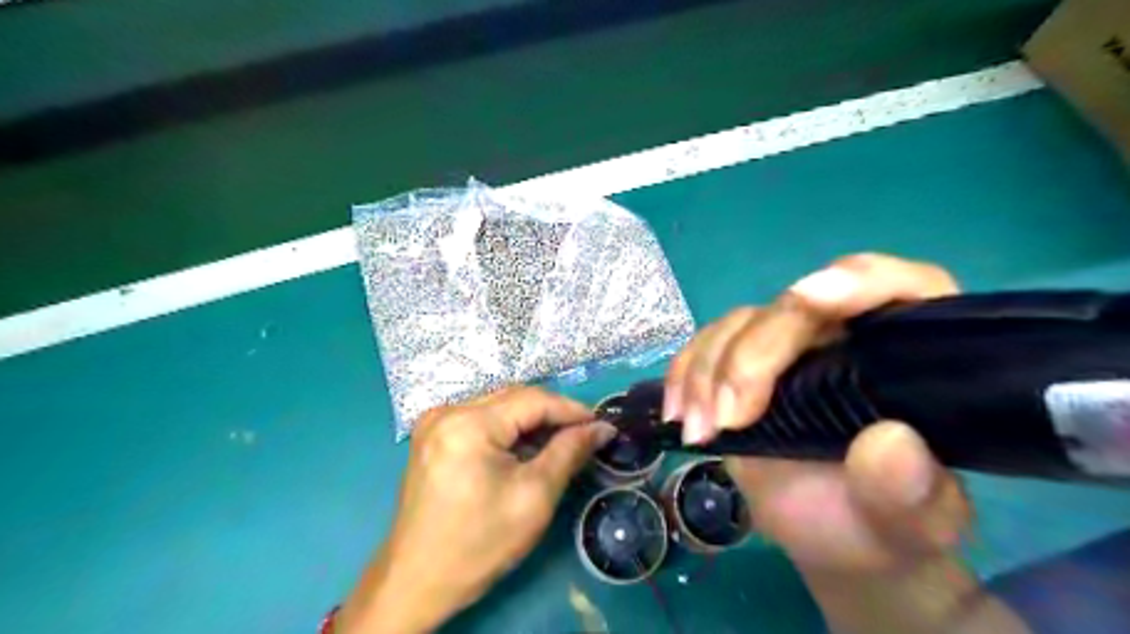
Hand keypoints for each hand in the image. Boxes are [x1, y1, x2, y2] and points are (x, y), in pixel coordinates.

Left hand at [337, 385, 614, 633]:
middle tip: (585, 434)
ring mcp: (435, 422)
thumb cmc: (479, 543)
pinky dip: (508, 429)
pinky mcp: (433, 436)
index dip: (571, 409)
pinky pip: (481, 419)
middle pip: (514, 398)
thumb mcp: (535, 497)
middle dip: (552, 414)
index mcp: (468, 424)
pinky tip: (526, 448)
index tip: (602, 424)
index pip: (533, 400)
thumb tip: (602, 428)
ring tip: (561, 441)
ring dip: (531, 421)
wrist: (417, 581)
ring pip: (499, 407)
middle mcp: (447, 411)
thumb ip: (569, 452)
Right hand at [669, 252, 1029, 633]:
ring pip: (740, 325)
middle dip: (752, 356)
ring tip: (698, 432)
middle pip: (794, 310)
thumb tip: (890, 442)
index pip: (898, 289)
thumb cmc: (884, 523)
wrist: (836, 534)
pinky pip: (706, 346)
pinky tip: (678, 412)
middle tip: (728, 419)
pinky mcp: (743, 366)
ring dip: (708, 371)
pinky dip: (685, 374)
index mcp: (908, 353)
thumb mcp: (912, 522)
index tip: (808, 298)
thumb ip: (912, 491)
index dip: (857, 280)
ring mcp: (788, 348)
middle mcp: (845, 335)